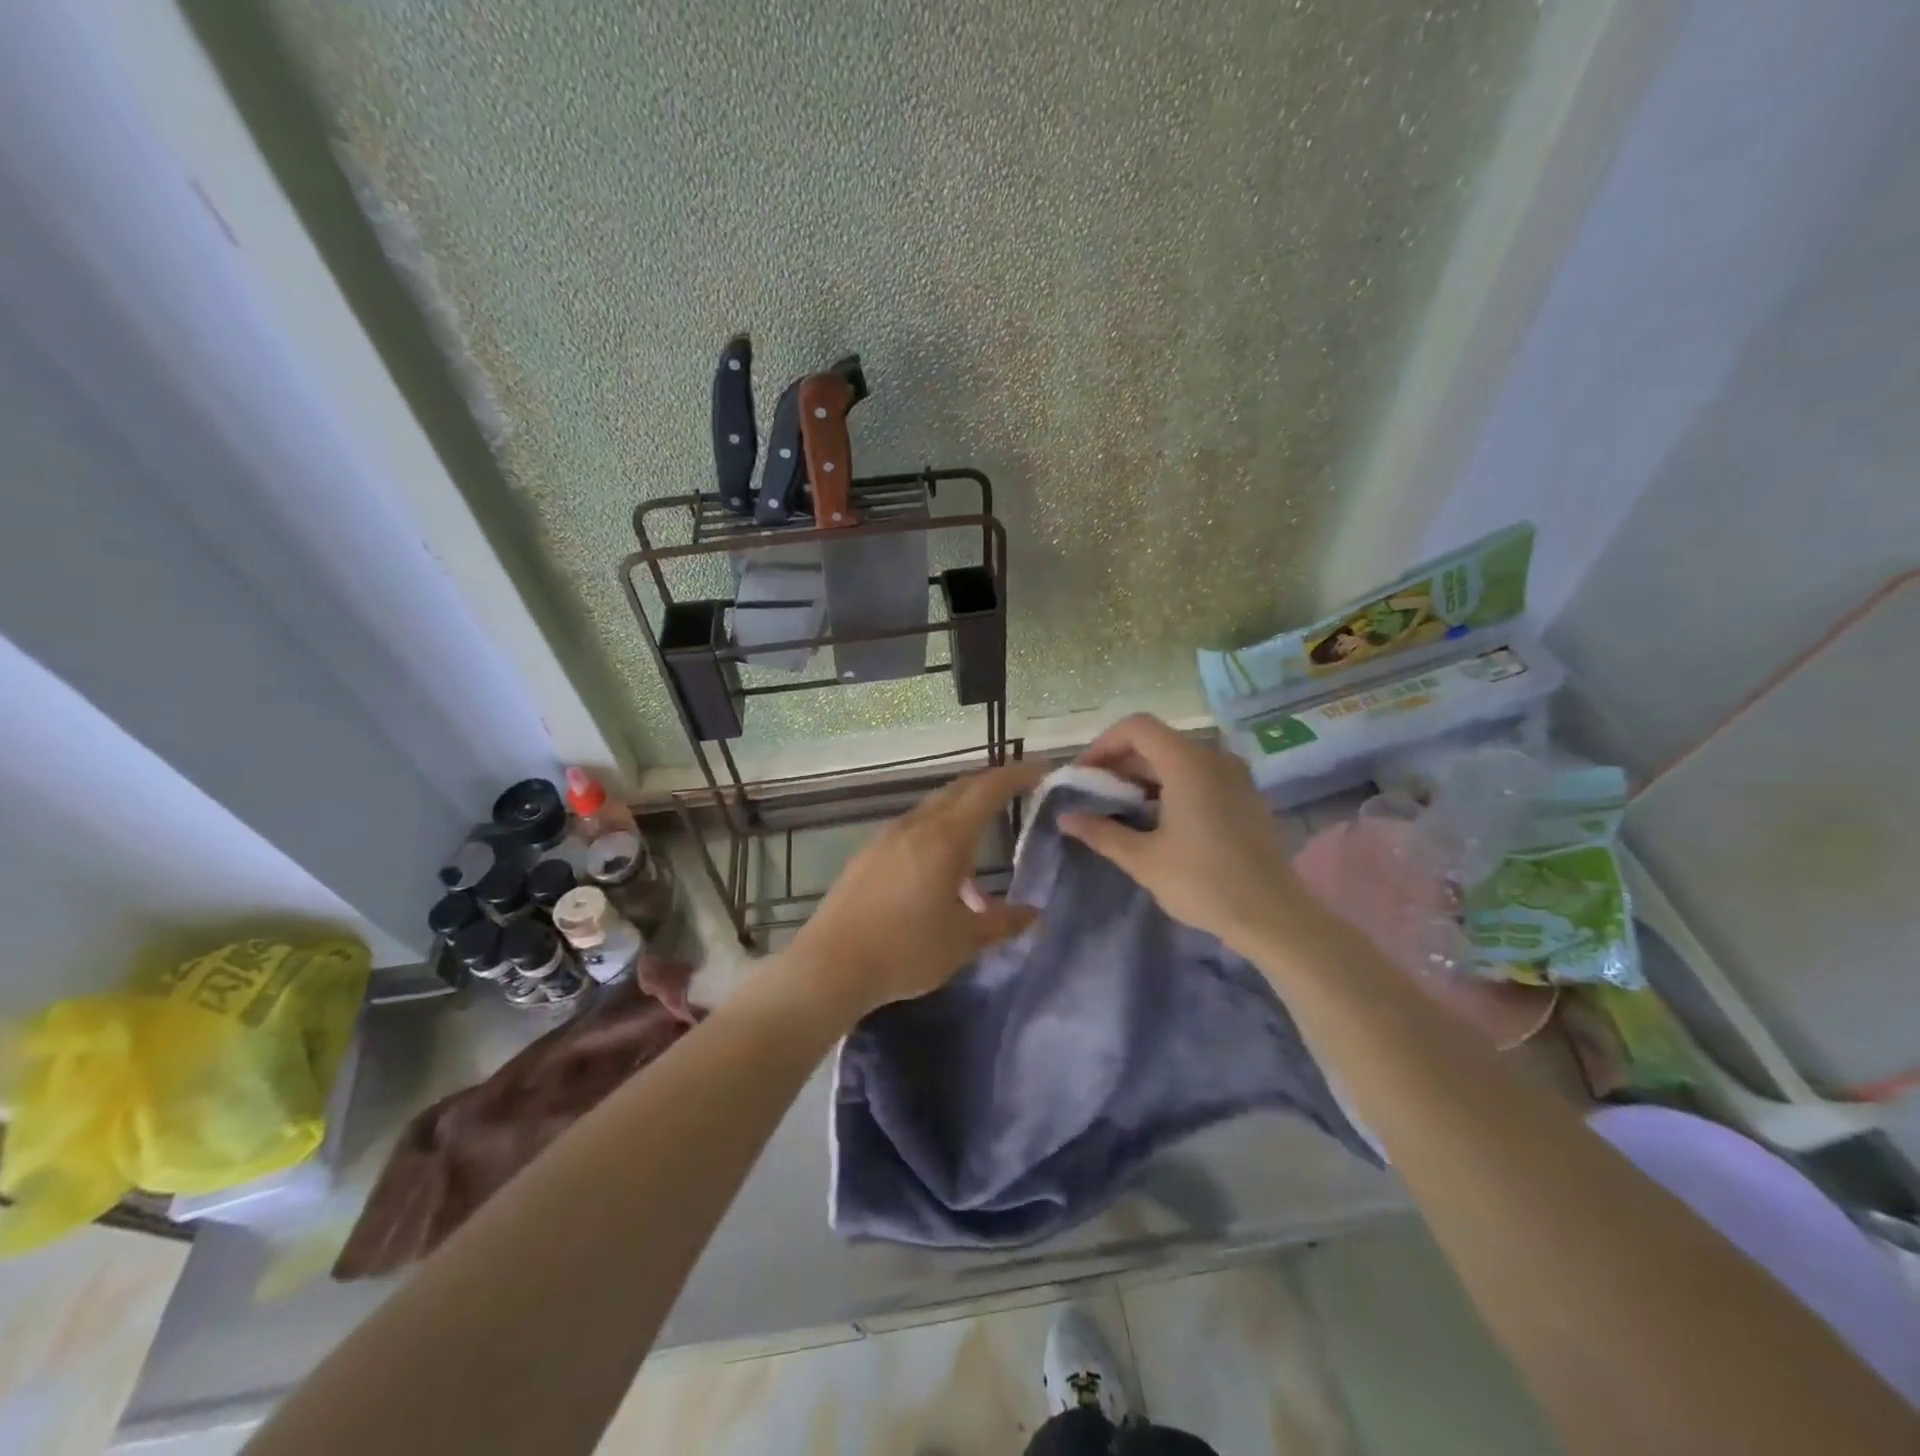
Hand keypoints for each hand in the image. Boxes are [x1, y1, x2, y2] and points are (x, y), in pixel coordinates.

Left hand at [791, 761, 1047, 1017]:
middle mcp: (915, 826)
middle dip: (990, 786)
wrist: (830, 966)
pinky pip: (913, 831)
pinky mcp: (868, 856)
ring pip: (933, 811)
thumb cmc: (905, 950)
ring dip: (962, 816)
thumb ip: (1002, 922)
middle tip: (1018, 792)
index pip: (988, 790)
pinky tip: (941, 878)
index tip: (1042, 769)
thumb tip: (1034, 914)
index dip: (1017, 775)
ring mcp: (887, 838)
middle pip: (959, 791)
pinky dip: (937, 837)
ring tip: (981, 853)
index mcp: (945, 838)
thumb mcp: (963, 940)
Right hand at [1060, 714, 1322, 955]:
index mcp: (1187, 763)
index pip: (1136, 727)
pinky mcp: (1244, 795)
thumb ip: (1101, 832)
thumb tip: (1065, 818)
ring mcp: (1234, 775)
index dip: (1103, 744)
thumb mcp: (1143, 859)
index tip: (1083, 775)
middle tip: (1094, 795)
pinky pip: (1198, 775)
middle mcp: (1213, 758)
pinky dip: (1170, 786)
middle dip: (1119, 763)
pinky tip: (1156, 820)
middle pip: (1156, 742)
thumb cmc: (1203, 883)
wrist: (1273, 916)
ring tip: (1119, 810)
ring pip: (1177, 759)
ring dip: (1143, 777)